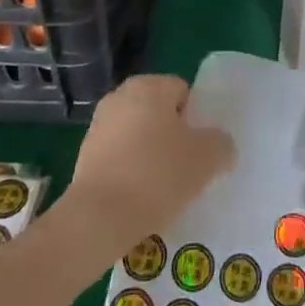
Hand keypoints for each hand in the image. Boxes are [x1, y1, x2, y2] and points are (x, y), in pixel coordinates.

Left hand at [62, 74, 233, 258]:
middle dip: (172, 136)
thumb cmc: (157, 175)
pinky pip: (119, 158)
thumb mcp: (206, 158)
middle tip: (187, 167)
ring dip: (150, 155)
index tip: (201, 148)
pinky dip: (130, 172)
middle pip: (158, 113)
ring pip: (138, 136)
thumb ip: (221, 144)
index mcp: (149, 86)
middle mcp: (120, 97)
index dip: (196, 119)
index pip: (183, 91)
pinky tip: (140, 199)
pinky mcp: (83, 157)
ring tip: (164, 188)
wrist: (98, 219)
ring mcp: (98, 127)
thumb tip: (220, 145)